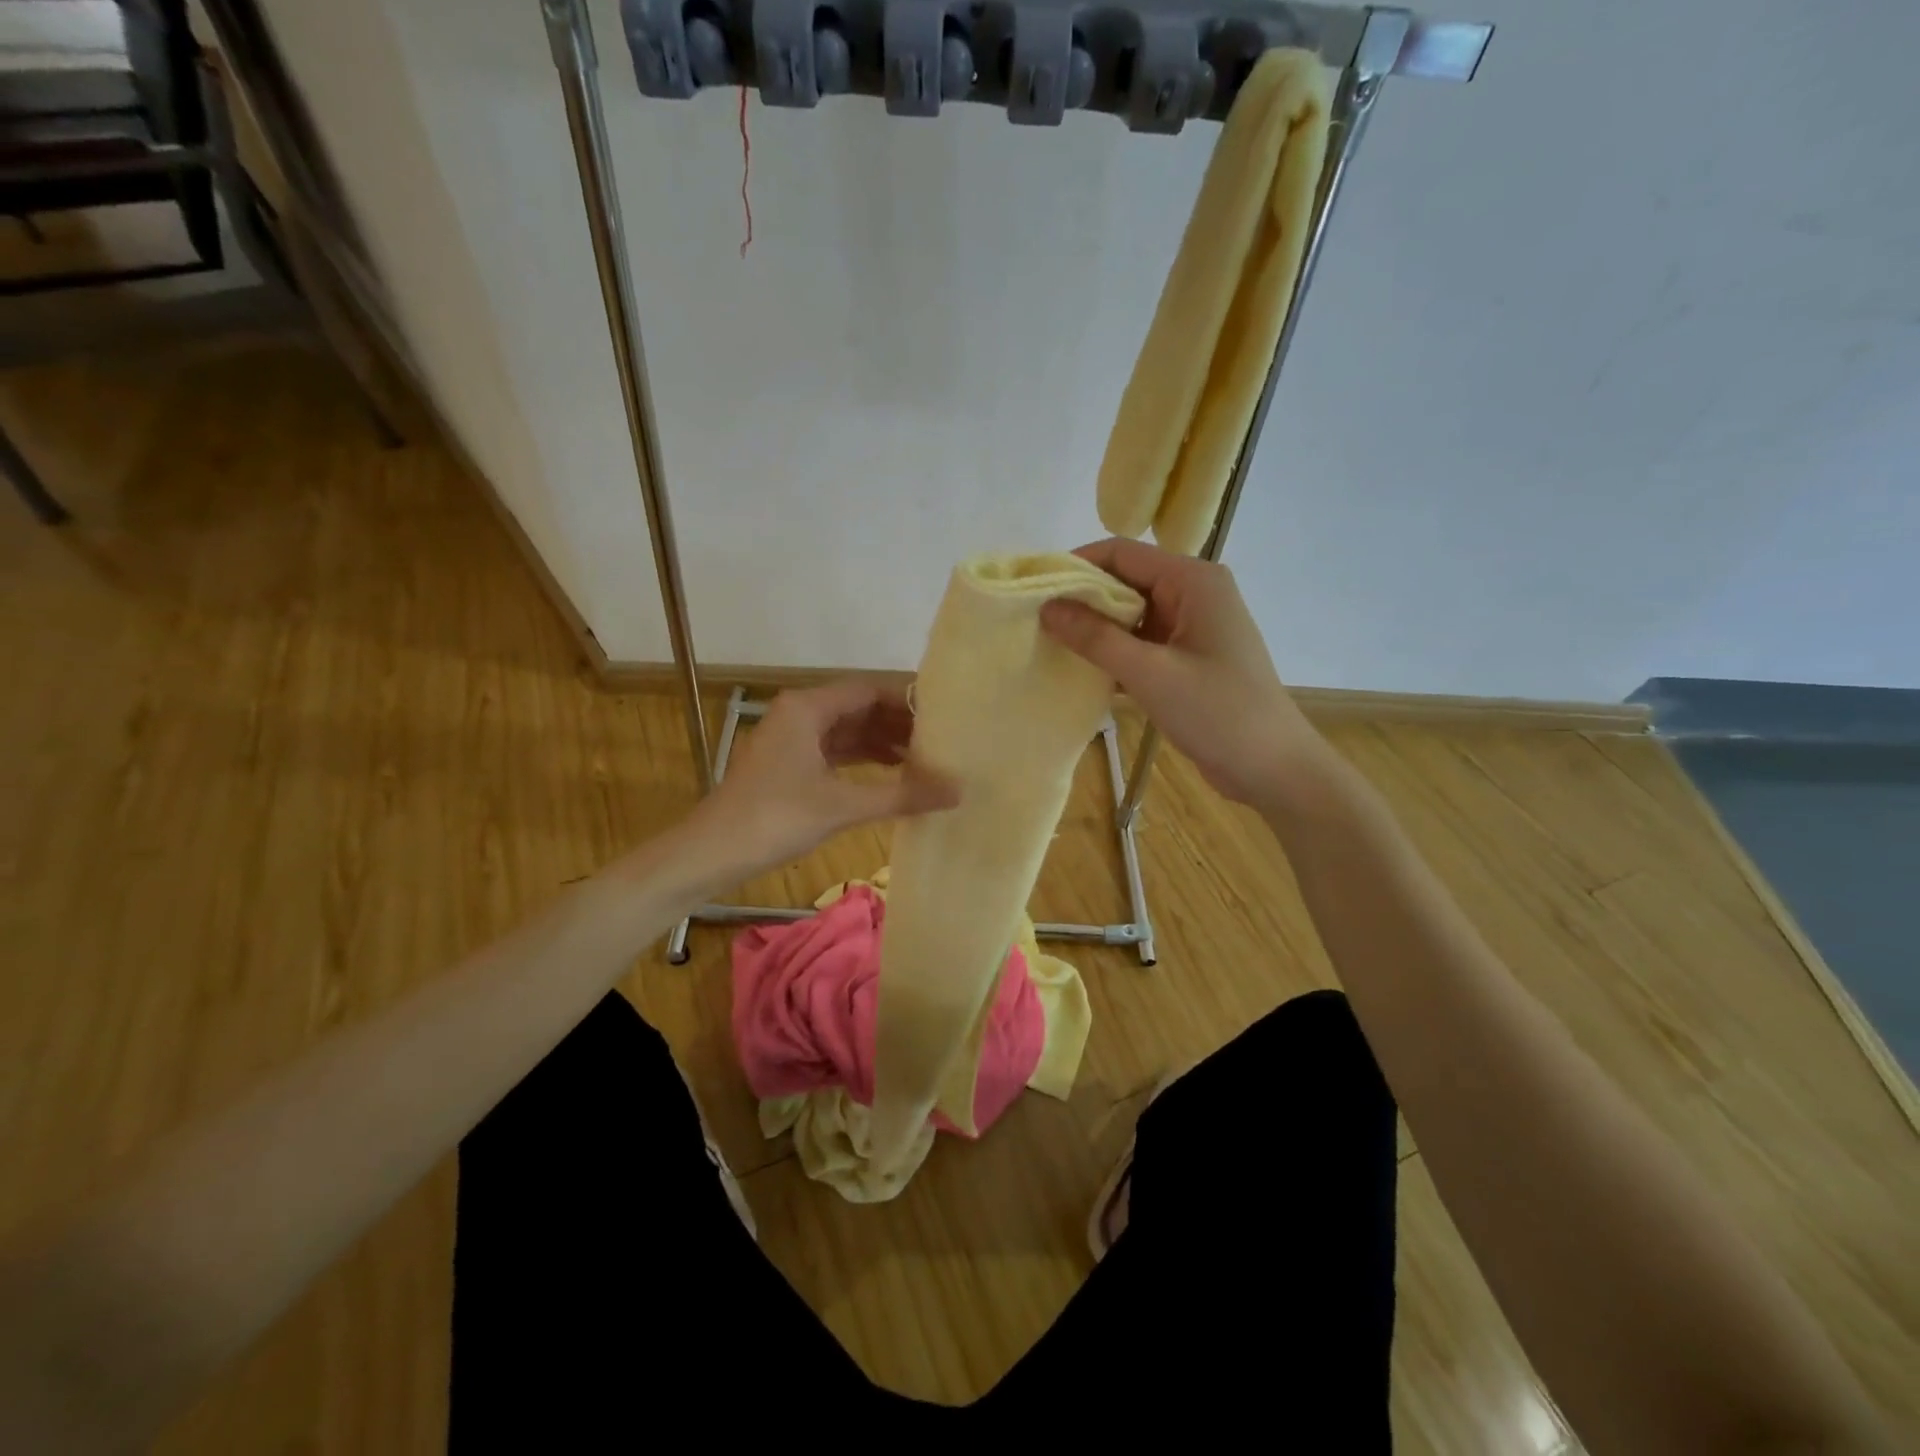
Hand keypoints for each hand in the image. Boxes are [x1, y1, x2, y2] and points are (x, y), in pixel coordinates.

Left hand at [692, 678, 958, 873]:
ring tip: (928, 756)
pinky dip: (864, 760)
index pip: (869, 689)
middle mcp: (800, 714)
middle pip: (860, 707)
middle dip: (900, 722)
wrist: (711, 855)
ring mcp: (793, 740)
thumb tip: (958, 790)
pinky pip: (836, 752)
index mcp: (807, 707)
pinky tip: (894, 773)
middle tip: (944, 738)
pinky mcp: (790, 765)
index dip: (908, 699)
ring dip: (884, 742)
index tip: (947, 712)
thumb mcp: (842, 806)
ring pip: (848, 731)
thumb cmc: (774, 819)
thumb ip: (902, 795)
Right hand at [1040, 538, 1331, 809]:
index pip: (1121, 553)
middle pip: (1125, 581)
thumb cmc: (1218, 713)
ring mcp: (1192, 626)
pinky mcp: (1188, 657)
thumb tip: (1047, 607)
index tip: (1034, 590)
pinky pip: (1142, 642)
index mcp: (1193, 580)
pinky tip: (1083, 671)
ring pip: (1131, 614)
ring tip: (1050, 646)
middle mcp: (1193, 592)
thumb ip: (1096, 638)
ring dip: (1096, 630)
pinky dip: (1115, 653)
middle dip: (1082, 600)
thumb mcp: (1150, 673)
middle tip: (1036, 623)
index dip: (1075, 566)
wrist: (1272, 768)